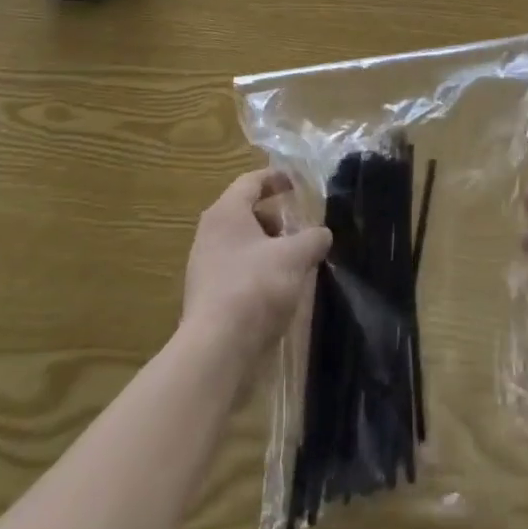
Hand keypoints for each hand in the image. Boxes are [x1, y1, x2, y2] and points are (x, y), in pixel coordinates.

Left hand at [181, 168, 331, 364]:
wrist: (216, 351)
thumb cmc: (255, 287)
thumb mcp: (295, 256)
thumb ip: (312, 238)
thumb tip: (322, 234)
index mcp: (226, 213)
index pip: (251, 181)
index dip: (276, 178)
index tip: (298, 183)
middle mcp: (210, 234)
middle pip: (246, 213)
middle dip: (276, 218)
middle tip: (301, 227)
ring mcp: (205, 267)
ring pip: (242, 244)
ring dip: (269, 247)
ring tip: (296, 260)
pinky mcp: (208, 297)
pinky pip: (237, 271)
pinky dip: (259, 271)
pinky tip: (280, 288)